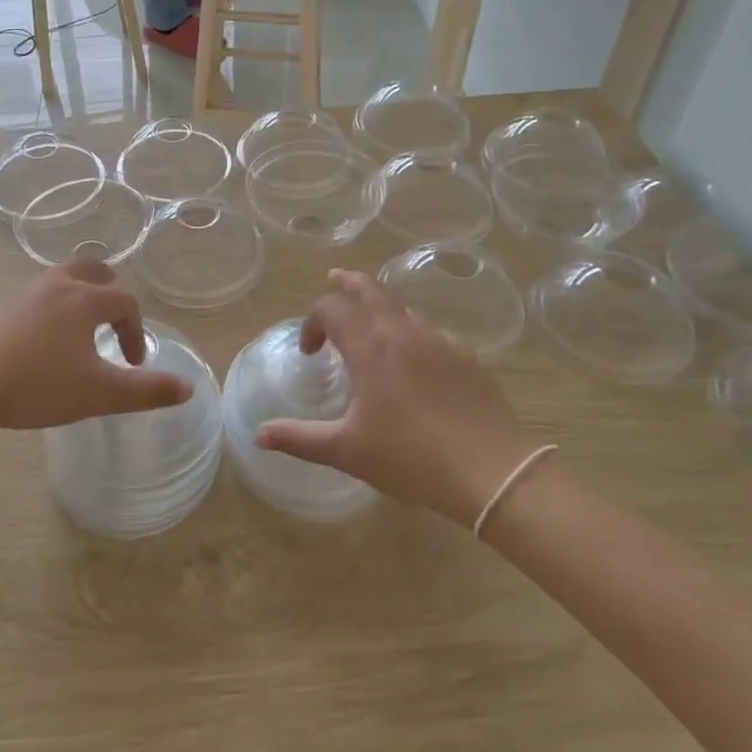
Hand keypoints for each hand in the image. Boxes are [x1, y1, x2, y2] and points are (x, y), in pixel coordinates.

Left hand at [0, 264, 191, 443]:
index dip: (136, 330)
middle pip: (90, 271)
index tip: (134, 363)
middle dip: (108, 293)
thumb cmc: (35, 385)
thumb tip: (188, 388)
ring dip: (76, 302)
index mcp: (83, 300)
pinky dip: (46, 314)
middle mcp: (54, 287)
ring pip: (58, 283)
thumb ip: (145, 391)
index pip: (124, 302)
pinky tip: (36, 349)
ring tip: (75, 337)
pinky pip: (32, 301)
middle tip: (111, 322)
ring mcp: (20, 295)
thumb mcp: (97, 394)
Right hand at [256, 270, 539, 528]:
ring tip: (371, 330)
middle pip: (370, 290)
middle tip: (334, 279)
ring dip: (380, 310)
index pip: (332, 309)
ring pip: (402, 310)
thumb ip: (300, 439)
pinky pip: (430, 334)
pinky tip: (414, 368)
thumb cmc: (411, 458)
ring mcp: (439, 342)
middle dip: (347, 283)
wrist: (492, 472)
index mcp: (370, 347)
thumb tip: (259, 435)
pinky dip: (411, 336)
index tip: (312, 353)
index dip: (314, 322)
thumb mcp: (348, 451)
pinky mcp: (467, 359)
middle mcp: (403, 332)